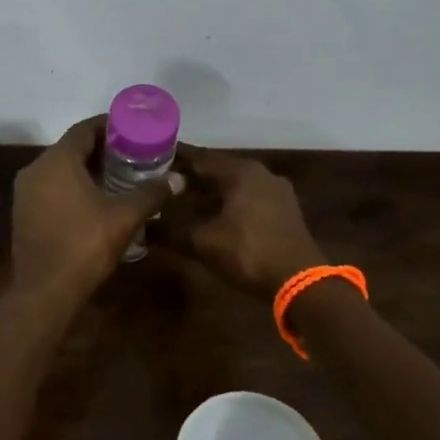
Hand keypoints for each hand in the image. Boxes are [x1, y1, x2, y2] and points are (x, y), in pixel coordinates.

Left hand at [10, 116, 183, 306]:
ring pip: (59, 169)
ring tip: (118, 176)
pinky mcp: (23, 213)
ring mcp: (25, 193)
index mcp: (56, 161)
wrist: (45, 292)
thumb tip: (179, 179)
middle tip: (131, 154)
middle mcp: (35, 169)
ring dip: (86, 169)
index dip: (109, 126)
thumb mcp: (125, 217)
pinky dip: (71, 186)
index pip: (84, 129)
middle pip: (71, 147)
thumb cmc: (84, 246)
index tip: (133, 130)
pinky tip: (94, 200)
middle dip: (101, 149)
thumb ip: (151, 193)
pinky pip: (50, 187)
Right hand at [158, 146, 324, 299]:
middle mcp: (260, 173)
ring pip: (234, 184)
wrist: (299, 281)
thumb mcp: (202, 243)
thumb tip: (141, 228)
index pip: (200, 157)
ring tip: (181, 199)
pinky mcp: (283, 210)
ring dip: (209, 191)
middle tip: (161, 180)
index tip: (151, 157)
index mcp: (240, 172)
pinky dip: (227, 202)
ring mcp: (275, 191)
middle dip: (190, 176)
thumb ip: (169, 232)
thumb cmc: (248, 253)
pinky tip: (211, 216)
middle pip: (218, 169)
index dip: (174, 158)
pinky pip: (248, 198)